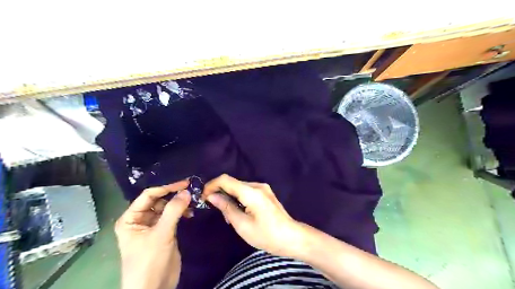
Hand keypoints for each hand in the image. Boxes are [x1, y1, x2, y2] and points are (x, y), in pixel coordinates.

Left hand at [114, 181, 190, 288]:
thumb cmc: (149, 261)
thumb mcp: (161, 234)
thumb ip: (173, 211)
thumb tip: (186, 191)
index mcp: (131, 218)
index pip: (148, 195)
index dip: (166, 187)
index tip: (185, 183)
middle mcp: (140, 219)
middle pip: (158, 200)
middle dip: (174, 195)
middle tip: (192, 190)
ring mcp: (153, 226)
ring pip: (167, 207)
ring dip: (179, 204)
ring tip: (193, 202)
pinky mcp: (164, 232)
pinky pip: (172, 216)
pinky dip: (181, 213)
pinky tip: (190, 213)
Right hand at [202, 173, 304, 256]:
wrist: (292, 238)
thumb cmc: (266, 235)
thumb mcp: (242, 225)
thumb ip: (227, 208)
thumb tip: (212, 196)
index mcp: (251, 192)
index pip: (225, 180)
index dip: (211, 185)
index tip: (203, 197)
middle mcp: (257, 185)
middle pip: (232, 183)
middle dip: (220, 193)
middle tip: (215, 210)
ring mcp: (263, 188)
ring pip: (239, 187)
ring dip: (229, 197)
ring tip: (228, 216)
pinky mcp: (266, 194)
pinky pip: (247, 192)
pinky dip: (239, 199)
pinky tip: (239, 213)